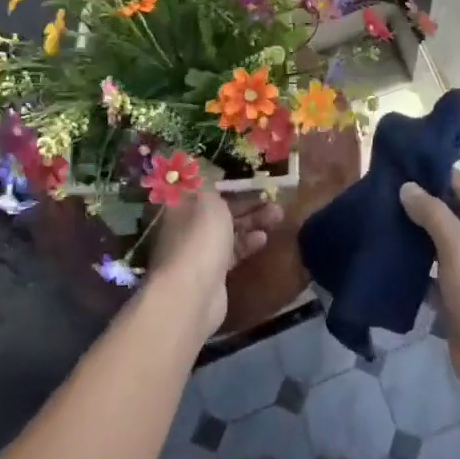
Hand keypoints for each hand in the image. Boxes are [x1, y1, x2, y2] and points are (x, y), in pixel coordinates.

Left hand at [148, 191, 279, 341]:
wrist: (192, 294)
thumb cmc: (200, 237)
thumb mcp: (208, 197)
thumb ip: (210, 181)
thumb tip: (204, 165)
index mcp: (181, 205)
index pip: (205, 187)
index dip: (228, 180)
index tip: (251, 176)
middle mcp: (187, 226)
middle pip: (220, 209)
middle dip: (247, 202)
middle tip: (273, 197)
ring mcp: (199, 251)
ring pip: (229, 230)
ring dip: (253, 221)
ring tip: (278, 215)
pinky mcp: (213, 273)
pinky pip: (233, 252)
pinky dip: (248, 243)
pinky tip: (263, 239)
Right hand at [399, 173, 459, 409]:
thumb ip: (433, 214)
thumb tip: (407, 186)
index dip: (431, 174)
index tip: (395, 166)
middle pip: (449, 213)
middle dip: (417, 205)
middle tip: (377, 193)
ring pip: (439, 244)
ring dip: (413, 237)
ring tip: (375, 220)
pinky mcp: (459, 298)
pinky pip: (433, 274)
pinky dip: (414, 269)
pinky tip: (385, 259)